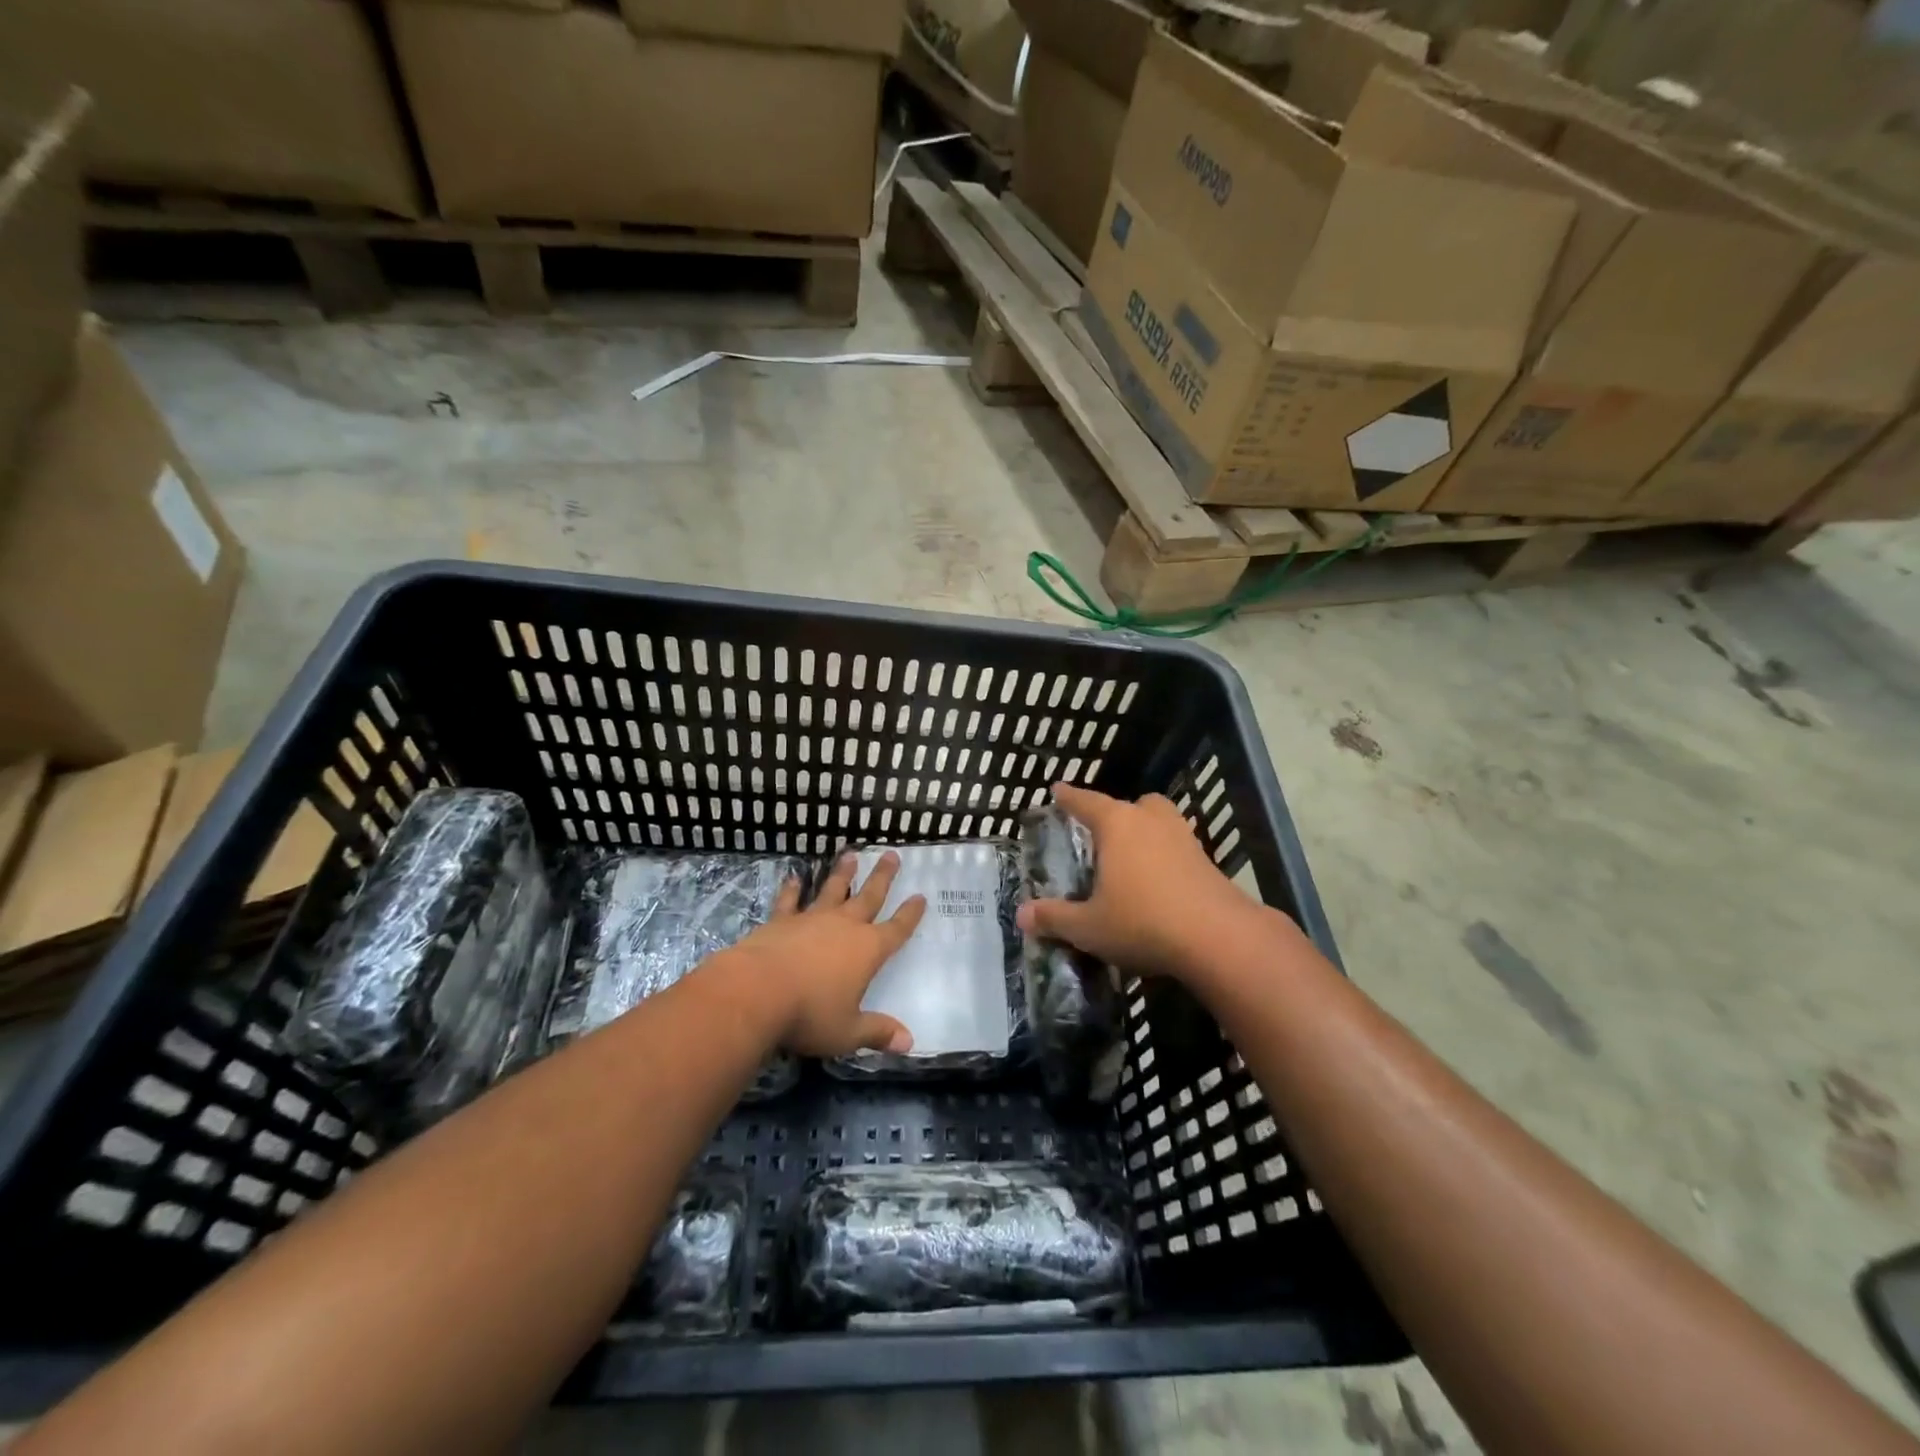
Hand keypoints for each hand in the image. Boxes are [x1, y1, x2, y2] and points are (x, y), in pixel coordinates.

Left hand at [727, 850, 924, 1058]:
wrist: (756, 992)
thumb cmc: (809, 1014)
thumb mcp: (848, 1032)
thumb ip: (877, 1032)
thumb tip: (909, 1042)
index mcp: (867, 951)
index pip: (896, 929)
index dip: (910, 915)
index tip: (920, 896)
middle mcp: (843, 927)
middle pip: (869, 896)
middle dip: (883, 877)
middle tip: (893, 855)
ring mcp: (811, 920)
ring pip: (832, 890)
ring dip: (843, 874)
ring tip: (850, 855)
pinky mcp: (780, 922)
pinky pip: (790, 901)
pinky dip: (793, 889)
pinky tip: (794, 878)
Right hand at [1015, 783, 1263, 981]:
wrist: (1218, 938)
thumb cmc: (1142, 921)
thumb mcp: (1089, 926)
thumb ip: (1054, 918)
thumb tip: (1021, 915)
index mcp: (1117, 824)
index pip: (1086, 802)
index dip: (1069, 797)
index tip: (1057, 789)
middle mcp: (1150, 821)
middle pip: (1132, 805)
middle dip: (1116, 814)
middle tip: (1102, 835)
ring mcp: (1184, 838)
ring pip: (1160, 823)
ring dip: (1146, 833)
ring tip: (1131, 860)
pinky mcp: (1207, 861)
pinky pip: (1178, 849)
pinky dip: (1165, 858)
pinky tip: (1158, 885)